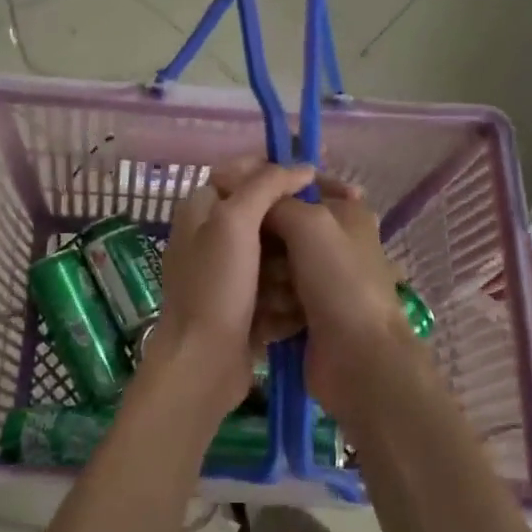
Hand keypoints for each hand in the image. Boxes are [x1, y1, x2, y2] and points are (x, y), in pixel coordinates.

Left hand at [148, 160, 315, 414]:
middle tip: (330, 232)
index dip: (284, 171)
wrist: (201, 364)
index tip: (322, 183)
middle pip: (267, 214)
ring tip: (310, 279)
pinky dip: (290, 296)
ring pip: (278, 253)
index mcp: (203, 207)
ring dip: (295, 267)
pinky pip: (278, 288)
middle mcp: (214, 235)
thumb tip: (302, 167)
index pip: (248, 171)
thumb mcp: (234, 222)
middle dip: (296, 226)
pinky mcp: (245, 305)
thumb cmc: (215, 286)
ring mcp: (229, 273)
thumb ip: (266, 186)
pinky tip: (304, 306)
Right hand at [259, 176, 417, 415]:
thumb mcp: (309, 224)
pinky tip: (267, 314)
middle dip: (265, 242)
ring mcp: (320, 279)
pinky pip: (273, 295)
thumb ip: (276, 200)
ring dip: (266, 278)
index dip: (267, 186)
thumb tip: (246, 190)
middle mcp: (334, 241)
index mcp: (345, 211)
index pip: (298, 184)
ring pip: (272, 263)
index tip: (234, 194)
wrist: (358, 357)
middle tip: (257, 256)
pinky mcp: (306, 311)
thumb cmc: (339, 281)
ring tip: (267, 293)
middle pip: (280, 227)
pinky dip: (269, 304)